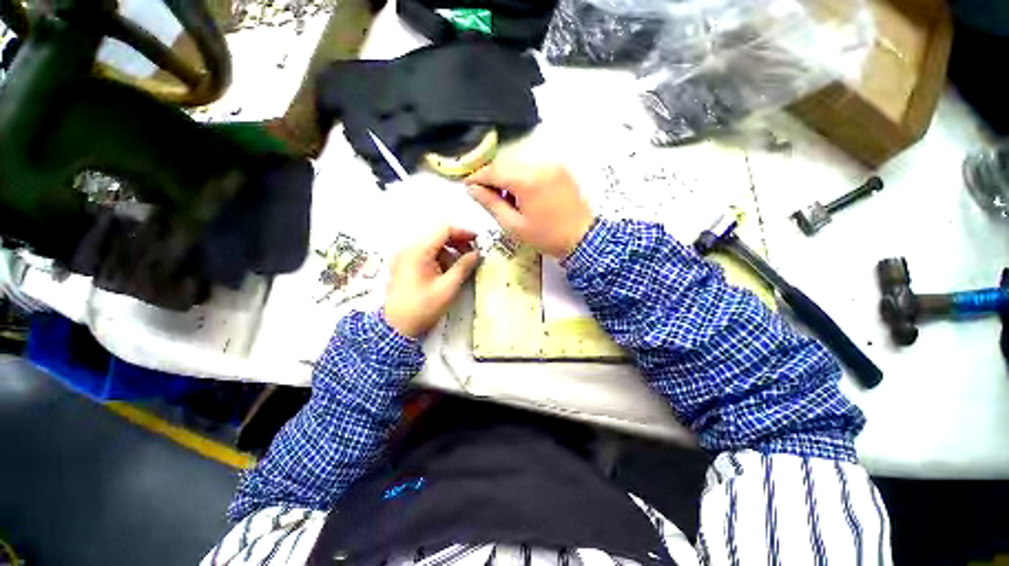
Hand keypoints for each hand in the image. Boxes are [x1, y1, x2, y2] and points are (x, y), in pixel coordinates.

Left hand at [384, 226, 480, 337]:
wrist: (396, 327)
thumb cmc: (423, 307)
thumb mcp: (447, 288)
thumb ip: (463, 267)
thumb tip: (477, 254)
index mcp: (418, 251)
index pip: (444, 230)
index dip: (463, 233)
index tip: (477, 241)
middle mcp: (408, 248)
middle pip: (437, 235)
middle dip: (457, 243)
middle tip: (472, 254)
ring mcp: (404, 256)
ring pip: (432, 244)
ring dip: (449, 252)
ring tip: (460, 267)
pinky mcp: (403, 264)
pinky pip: (424, 254)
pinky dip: (438, 258)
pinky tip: (446, 271)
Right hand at [465, 163, 594, 258]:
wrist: (583, 238)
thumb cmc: (546, 236)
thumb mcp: (514, 225)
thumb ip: (491, 204)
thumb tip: (473, 189)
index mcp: (527, 180)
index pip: (494, 171)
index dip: (477, 177)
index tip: (467, 185)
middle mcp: (540, 165)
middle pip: (506, 165)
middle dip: (493, 178)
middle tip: (487, 196)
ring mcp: (552, 165)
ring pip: (519, 165)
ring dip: (508, 178)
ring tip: (507, 200)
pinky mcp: (560, 169)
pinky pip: (534, 168)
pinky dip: (523, 178)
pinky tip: (523, 195)